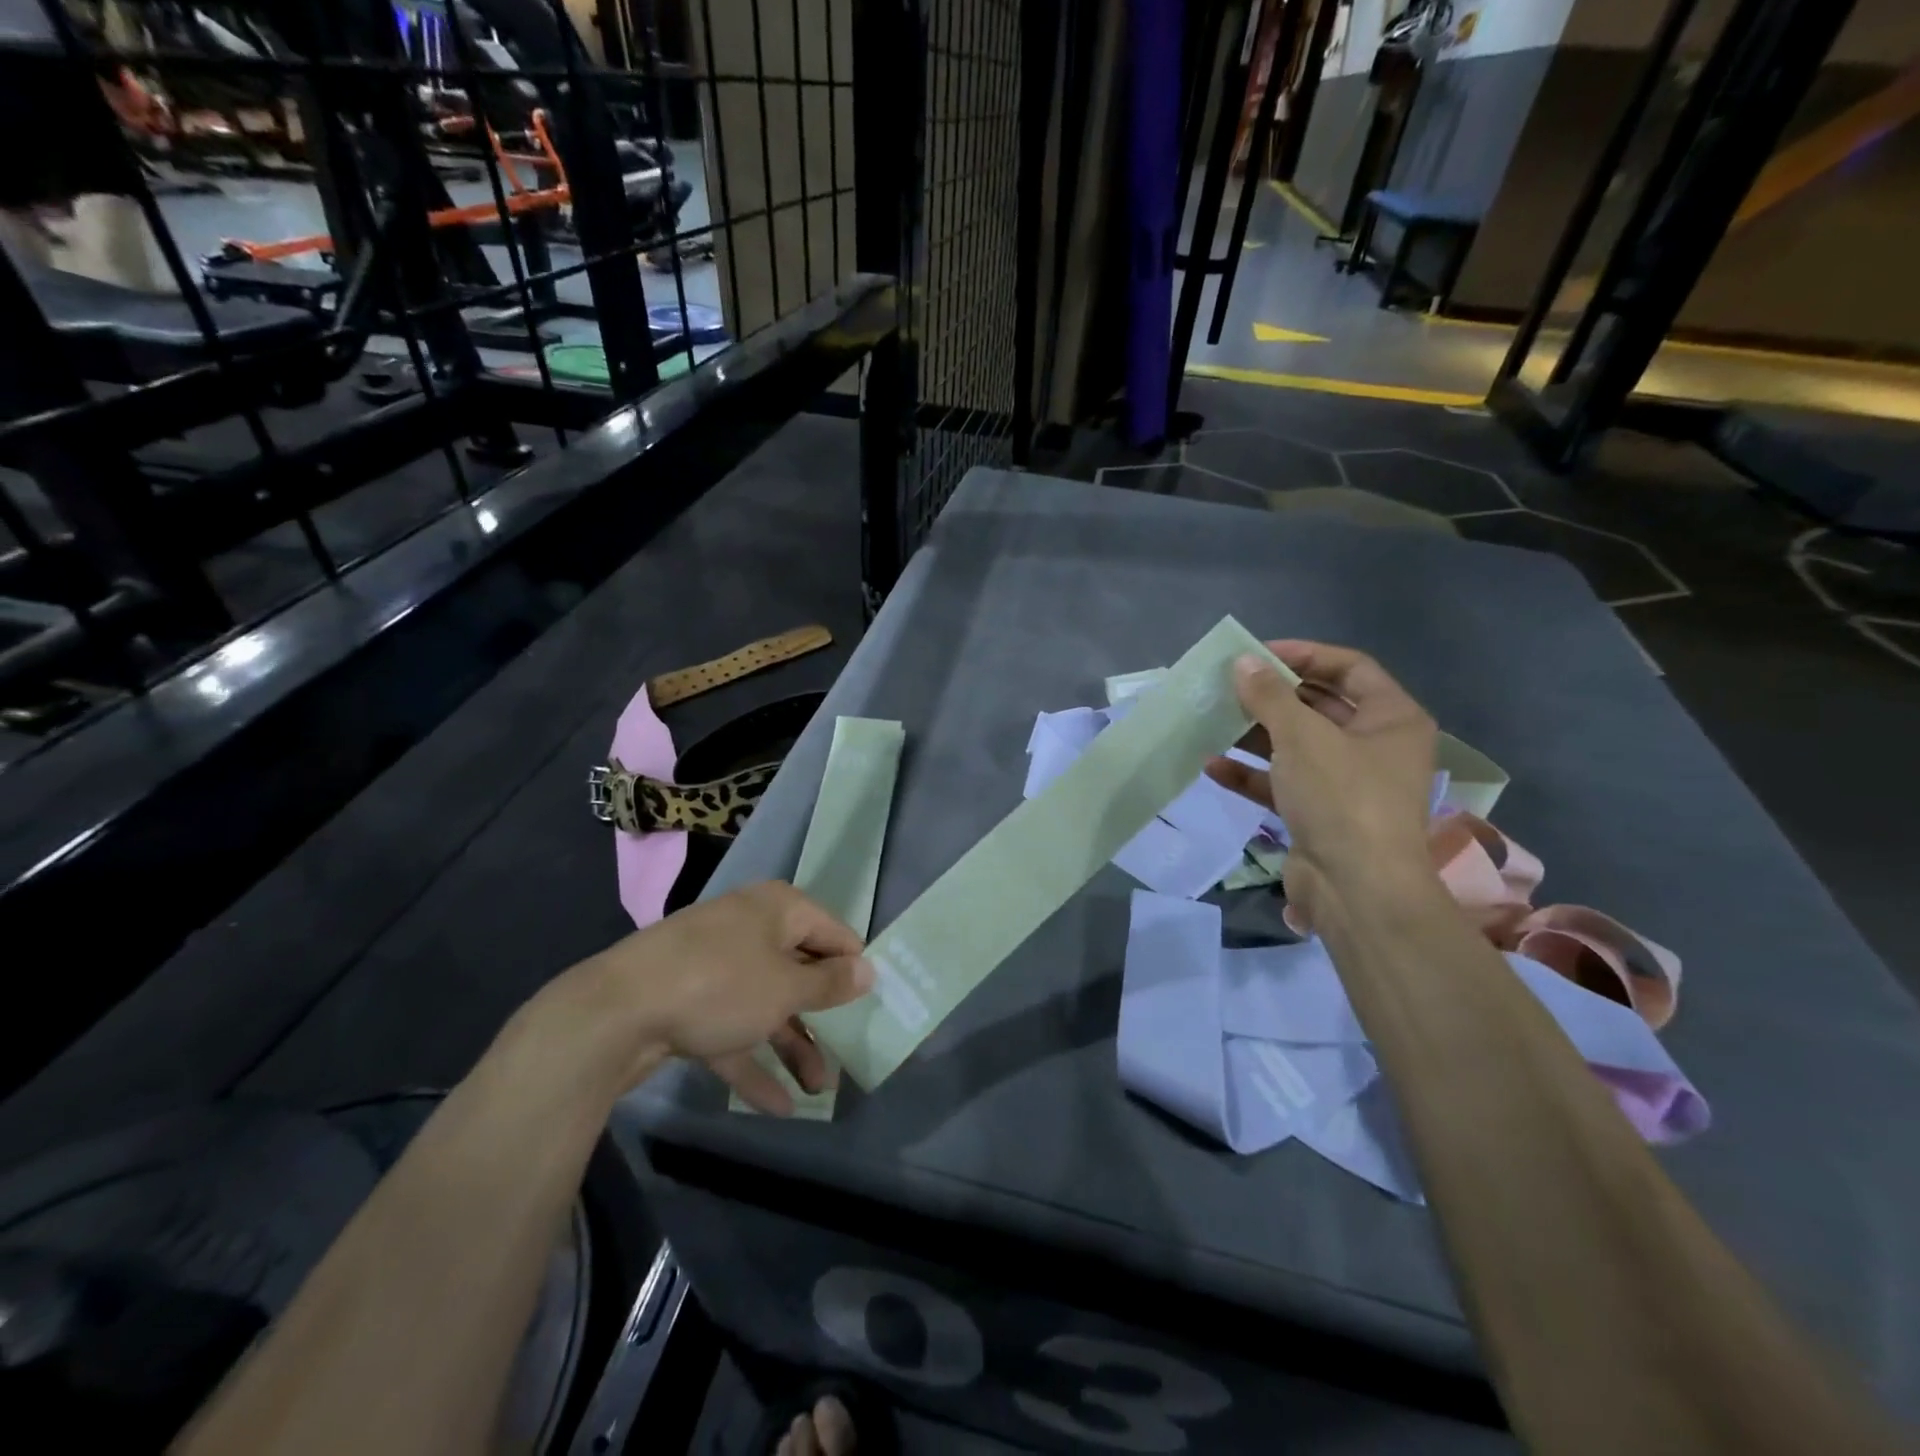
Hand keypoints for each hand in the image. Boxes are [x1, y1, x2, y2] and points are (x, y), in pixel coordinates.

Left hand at [574, 882, 872, 1111]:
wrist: (615, 1012)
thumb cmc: (720, 985)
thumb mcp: (785, 988)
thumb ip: (830, 984)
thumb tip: (869, 969)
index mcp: (777, 910)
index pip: (833, 933)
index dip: (854, 967)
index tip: (875, 1003)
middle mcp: (749, 929)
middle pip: (798, 972)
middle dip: (822, 1017)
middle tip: (848, 1053)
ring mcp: (715, 965)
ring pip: (766, 1004)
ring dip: (792, 1046)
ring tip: (818, 1091)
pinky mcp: (688, 1001)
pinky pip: (732, 1028)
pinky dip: (753, 1061)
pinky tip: (777, 1105)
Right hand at [1205, 640, 1438, 929]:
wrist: (1356, 889)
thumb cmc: (1341, 797)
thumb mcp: (1302, 737)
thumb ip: (1269, 696)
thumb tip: (1243, 662)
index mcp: (1392, 719)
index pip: (1349, 668)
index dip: (1303, 655)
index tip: (1255, 655)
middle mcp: (1375, 747)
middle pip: (1319, 706)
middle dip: (1272, 696)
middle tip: (1229, 686)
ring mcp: (1347, 783)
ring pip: (1296, 746)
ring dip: (1255, 734)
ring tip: (1213, 720)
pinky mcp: (1320, 814)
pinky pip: (1283, 783)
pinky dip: (1251, 774)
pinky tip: (1213, 765)